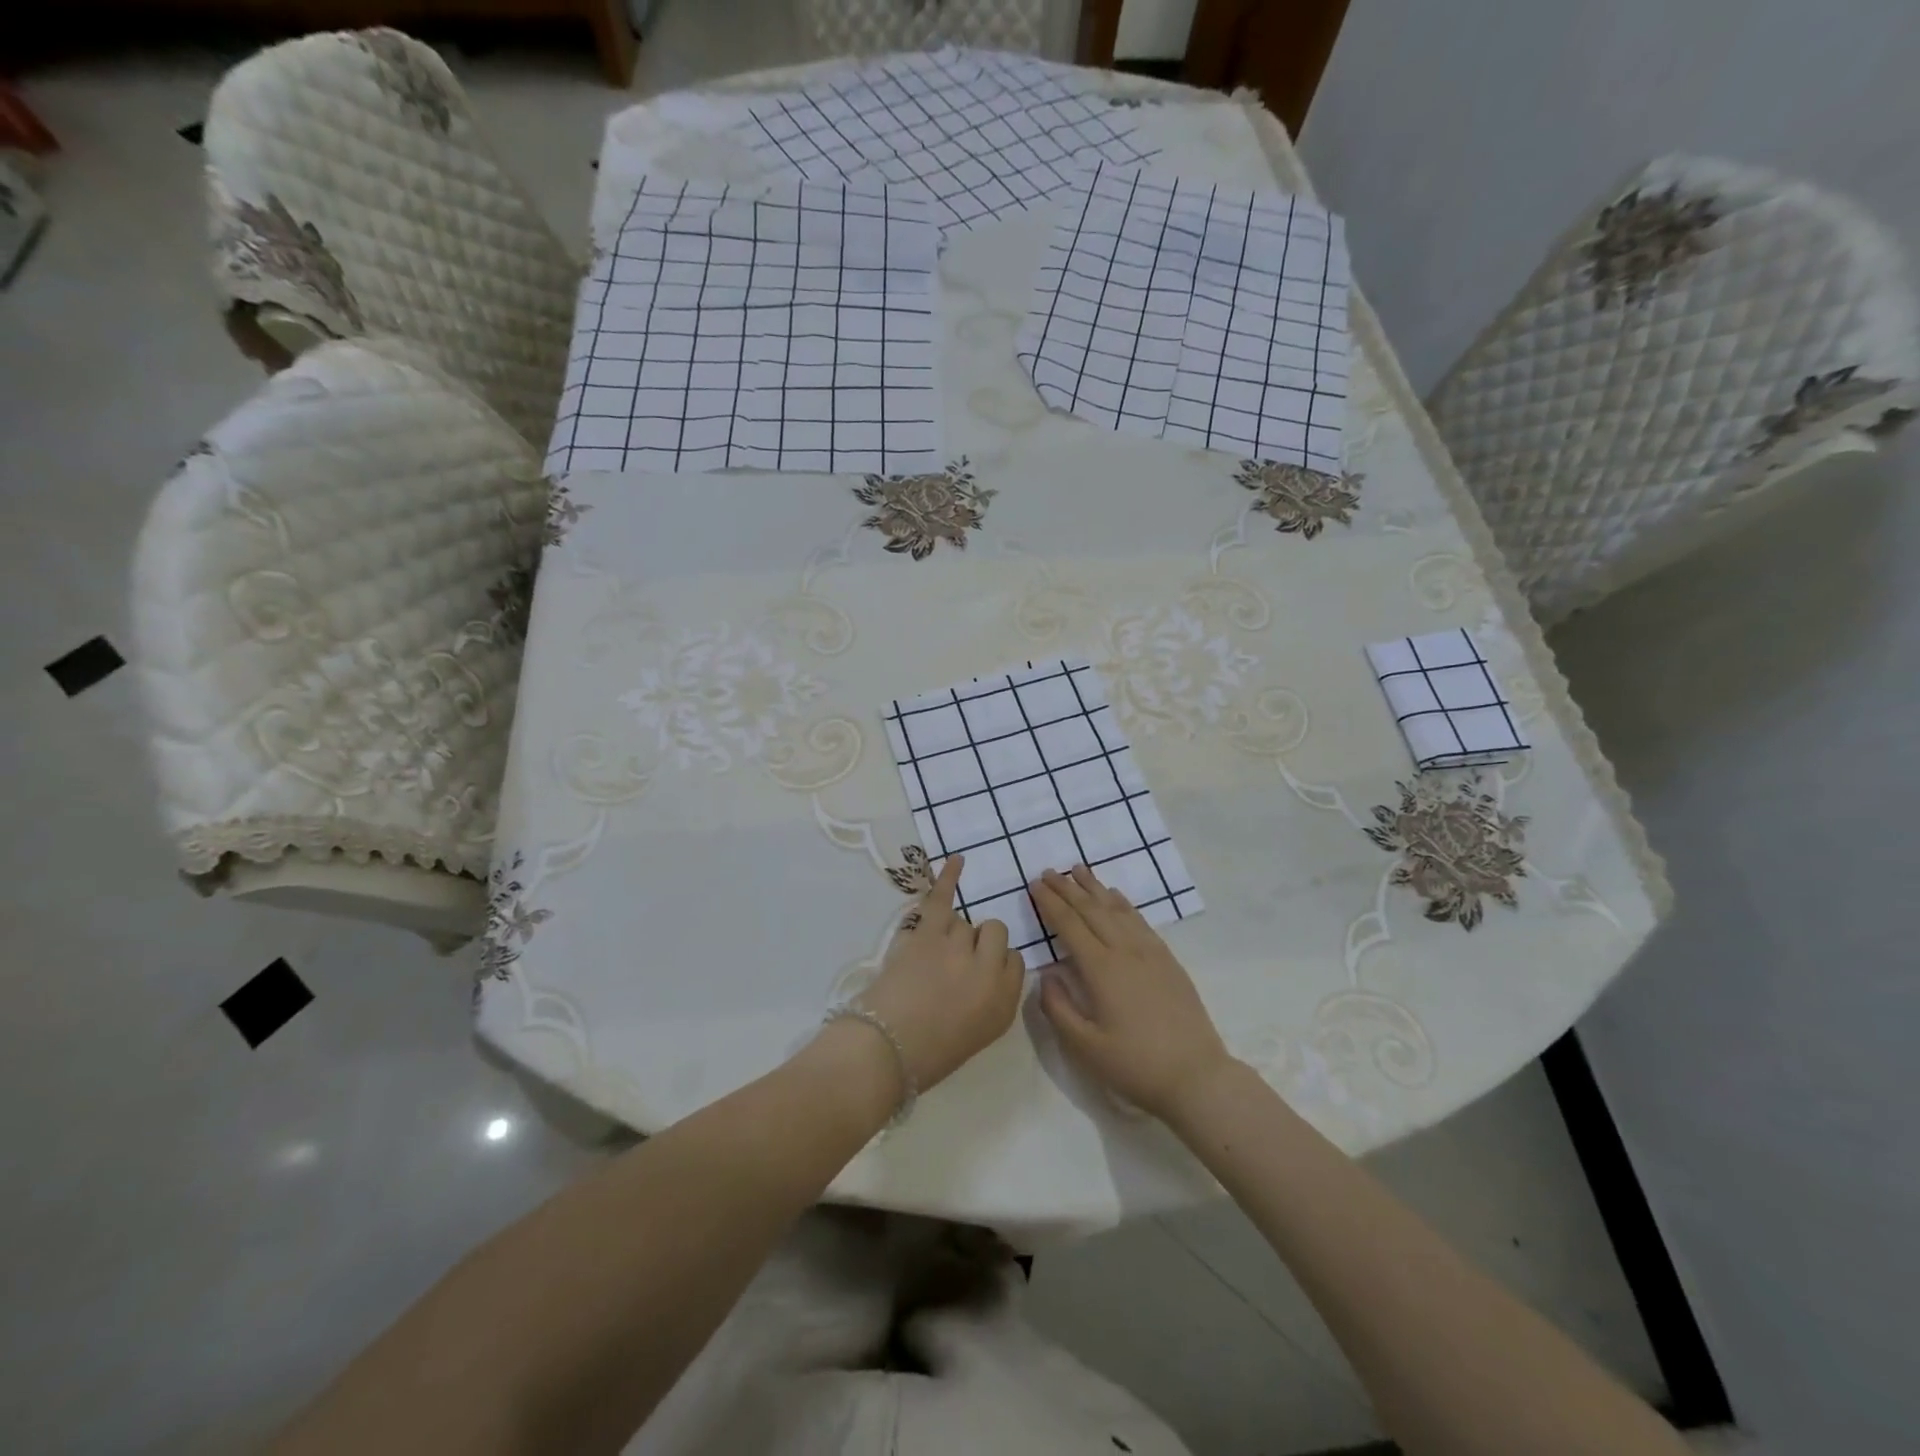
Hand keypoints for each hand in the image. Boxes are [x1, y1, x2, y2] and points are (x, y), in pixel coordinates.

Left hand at [858, 855, 1025, 1093]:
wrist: (882, 1052)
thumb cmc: (926, 1056)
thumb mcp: (976, 1035)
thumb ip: (991, 1000)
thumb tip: (984, 971)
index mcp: (1004, 1004)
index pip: (1015, 963)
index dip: (995, 965)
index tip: (975, 978)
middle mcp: (989, 972)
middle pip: (995, 934)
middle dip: (978, 945)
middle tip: (952, 967)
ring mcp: (960, 949)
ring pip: (965, 923)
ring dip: (952, 935)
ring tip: (929, 961)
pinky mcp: (929, 935)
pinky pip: (943, 899)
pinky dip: (948, 878)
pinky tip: (958, 860)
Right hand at [1033, 865, 1232, 1121]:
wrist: (1196, 1076)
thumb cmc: (1135, 1065)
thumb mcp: (1084, 1047)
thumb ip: (1058, 1007)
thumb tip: (1046, 974)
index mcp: (1101, 969)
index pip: (1069, 925)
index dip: (1050, 903)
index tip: (1035, 885)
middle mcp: (1125, 951)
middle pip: (1092, 909)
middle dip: (1068, 888)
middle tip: (1049, 871)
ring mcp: (1151, 952)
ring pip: (1117, 909)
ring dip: (1095, 887)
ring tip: (1078, 870)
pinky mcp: (1168, 960)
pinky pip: (1140, 920)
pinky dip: (1123, 903)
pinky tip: (1116, 896)